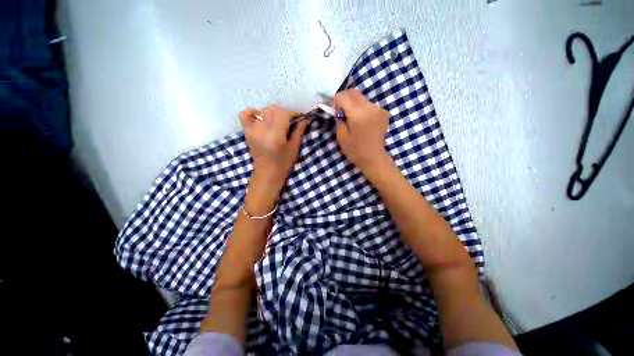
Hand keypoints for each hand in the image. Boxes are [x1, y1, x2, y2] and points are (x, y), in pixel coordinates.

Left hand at [240, 105, 307, 191]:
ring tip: (280, 120)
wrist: (267, 174)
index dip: (294, 113)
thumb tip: (305, 119)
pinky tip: (262, 117)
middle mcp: (262, 130)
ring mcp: (252, 130)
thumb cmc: (283, 164)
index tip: (301, 116)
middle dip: (285, 112)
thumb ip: (299, 131)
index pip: (284, 114)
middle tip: (293, 119)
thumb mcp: (294, 148)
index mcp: (275, 136)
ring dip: (274, 112)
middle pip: (273, 110)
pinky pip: (246, 114)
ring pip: (263, 111)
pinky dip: (254, 112)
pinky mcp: (247, 132)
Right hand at [334, 89, 390, 173]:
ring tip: (351, 117)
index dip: (335, 100)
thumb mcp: (341, 136)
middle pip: (353, 92)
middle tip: (340, 110)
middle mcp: (370, 107)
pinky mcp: (383, 112)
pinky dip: (361, 108)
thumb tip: (338, 108)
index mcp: (358, 114)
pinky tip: (361, 120)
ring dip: (353, 103)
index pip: (343, 96)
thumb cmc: (355, 150)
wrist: (373, 158)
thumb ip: (339, 119)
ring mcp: (378, 109)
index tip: (333, 108)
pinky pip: (368, 104)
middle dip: (344, 98)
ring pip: (361, 98)